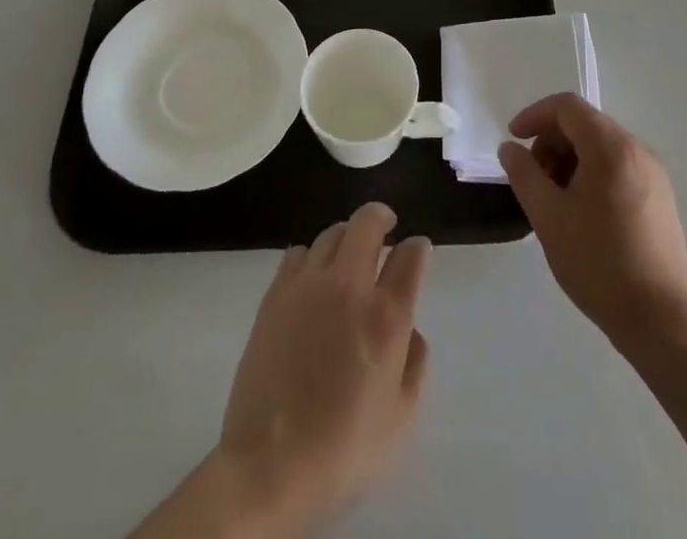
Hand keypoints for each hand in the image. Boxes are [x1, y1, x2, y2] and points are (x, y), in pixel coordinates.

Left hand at [217, 203, 431, 533]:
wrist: (267, 468)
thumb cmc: (342, 451)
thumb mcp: (400, 419)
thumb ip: (414, 363)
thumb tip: (409, 329)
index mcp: (386, 315)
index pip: (410, 255)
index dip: (418, 249)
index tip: (418, 253)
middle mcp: (349, 286)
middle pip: (368, 222)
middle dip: (382, 218)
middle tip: (387, 228)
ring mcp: (308, 285)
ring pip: (333, 232)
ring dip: (348, 237)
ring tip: (349, 256)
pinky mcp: (275, 295)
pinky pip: (298, 253)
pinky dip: (313, 257)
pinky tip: (313, 280)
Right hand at [499, 94, 686, 352]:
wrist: (660, 321)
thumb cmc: (598, 263)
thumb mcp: (548, 216)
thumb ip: (524, 174)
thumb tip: (510, 148)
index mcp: (611, 146)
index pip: (567, 106)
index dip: (535, 115)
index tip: (514, 140)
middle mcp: (637, 149)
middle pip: (586, 123)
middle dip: (552, 141)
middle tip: (533, 178)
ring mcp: (654, 173)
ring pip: (602, 146)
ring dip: (571, 159)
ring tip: (554, 199)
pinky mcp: (661, 198)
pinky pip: (619, 167)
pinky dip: (593, 173)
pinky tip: (582, 212)